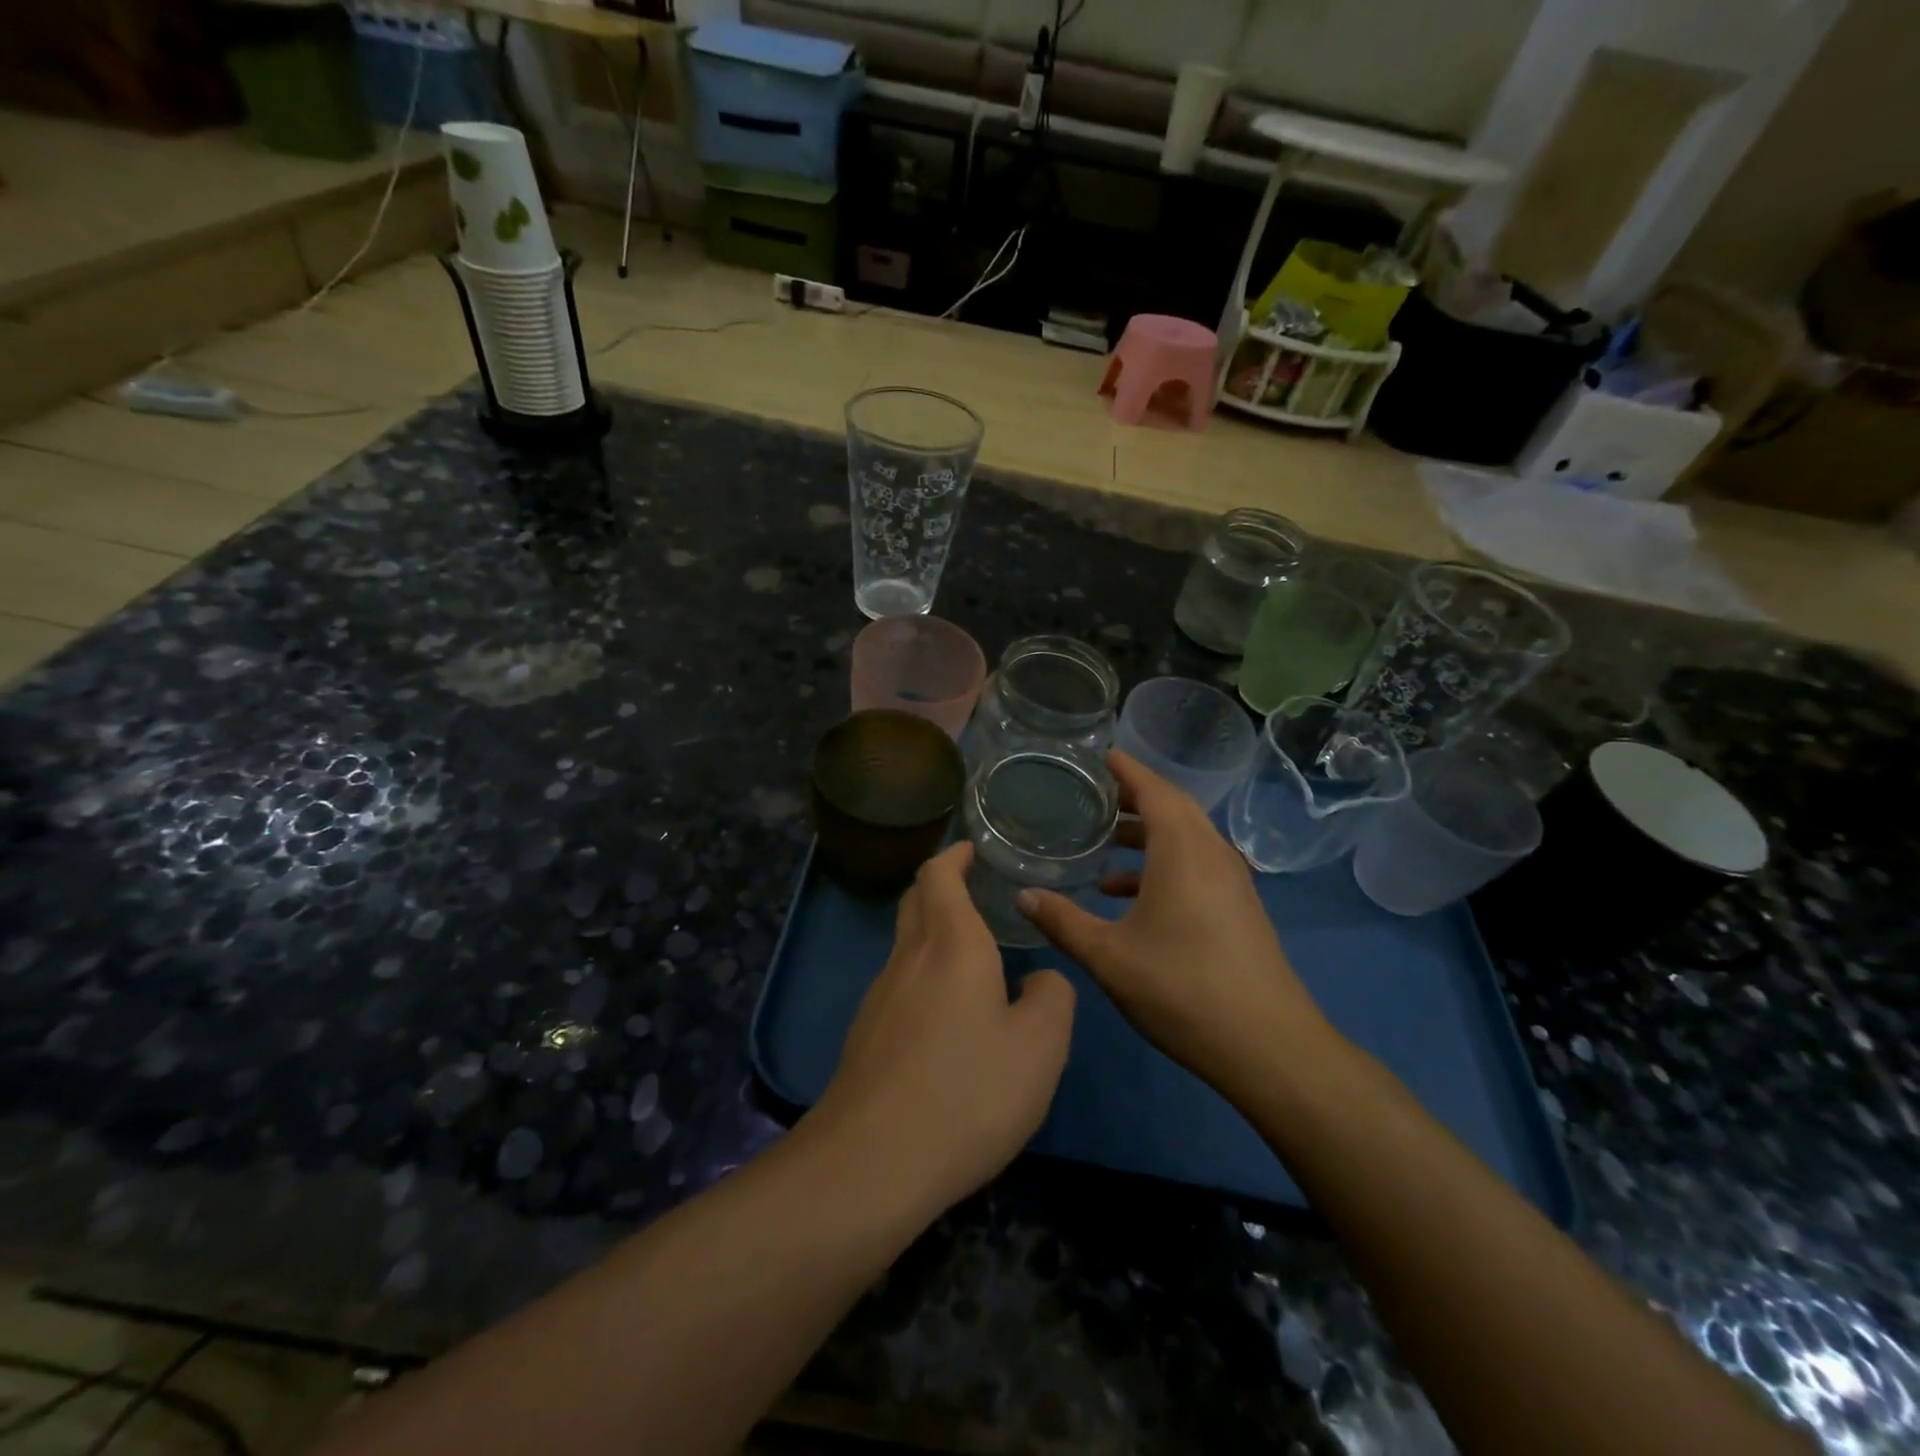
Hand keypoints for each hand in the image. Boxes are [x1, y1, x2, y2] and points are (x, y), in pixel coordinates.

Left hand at [812, 842, 1075, 1214]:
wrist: (872, 1162)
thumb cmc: (967, 1091)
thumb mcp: (1040, 1047)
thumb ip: (1052, 998)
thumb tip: (1039, 981)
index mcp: (951, 945)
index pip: (939, 875)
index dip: (954, 855)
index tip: (972, 849)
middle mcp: (909, 958)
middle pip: (915, 900)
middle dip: (940, 884)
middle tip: (974, 888)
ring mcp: (880, 997)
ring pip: (905, 943)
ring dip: (932, 930)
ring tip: (970, 951)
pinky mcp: (867, 1035)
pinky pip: (898, 983)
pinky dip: (922, 973)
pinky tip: (946, 1014)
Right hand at [1016, 750, 1338, 1099]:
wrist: (1268, 1046)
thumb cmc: (1182, 989)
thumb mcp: (1109, 956)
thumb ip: (1062, 921)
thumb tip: (1023, 895)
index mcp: (1183, 851)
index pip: (1154, 790)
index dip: (1126, 769)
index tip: (1099, 754)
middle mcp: (1212, 854)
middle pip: (1173, 807)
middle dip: (1134, 796)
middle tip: (1094, 794)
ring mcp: (1232, 881)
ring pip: (1186, 837)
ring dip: (1148, 833)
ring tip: (1105, 843)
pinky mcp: (1239, 907)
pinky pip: (1196, 865)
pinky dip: (1163, 864)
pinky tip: (1128, 895)